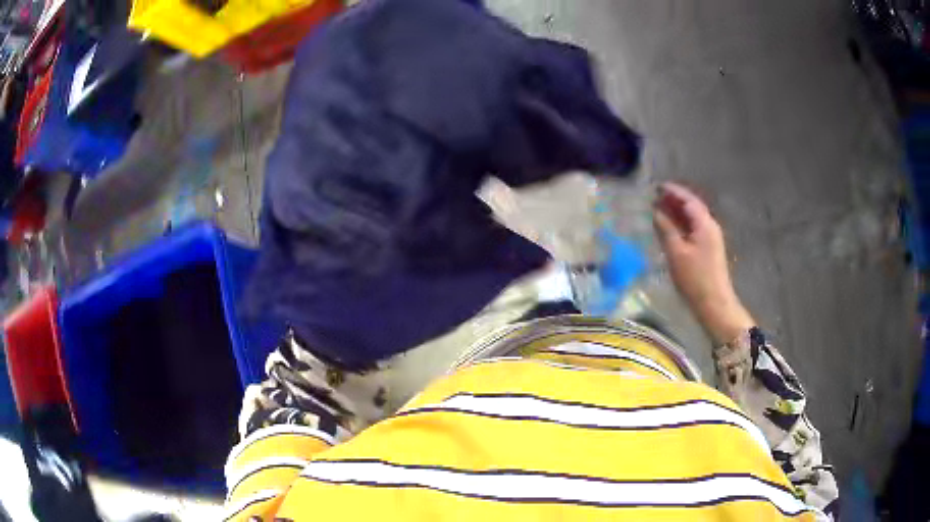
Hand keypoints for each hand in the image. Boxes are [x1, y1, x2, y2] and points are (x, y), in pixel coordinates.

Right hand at [653, 182, 753, 344]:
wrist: (714, 304)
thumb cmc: (695, 278)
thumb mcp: (676, 253)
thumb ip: (666, 229)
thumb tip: (656, 212)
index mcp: (704, 223)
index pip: (688, 200)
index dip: (673, 191)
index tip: (656, 186)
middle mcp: (710, 226)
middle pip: (692, 207)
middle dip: (674, 200)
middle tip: (655, 197)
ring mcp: (711, 238)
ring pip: (693, 218)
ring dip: (677, 212)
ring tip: (659, 209)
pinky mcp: (709, 249)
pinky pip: (694, 229)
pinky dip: (681, 224)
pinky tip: (670, 228)